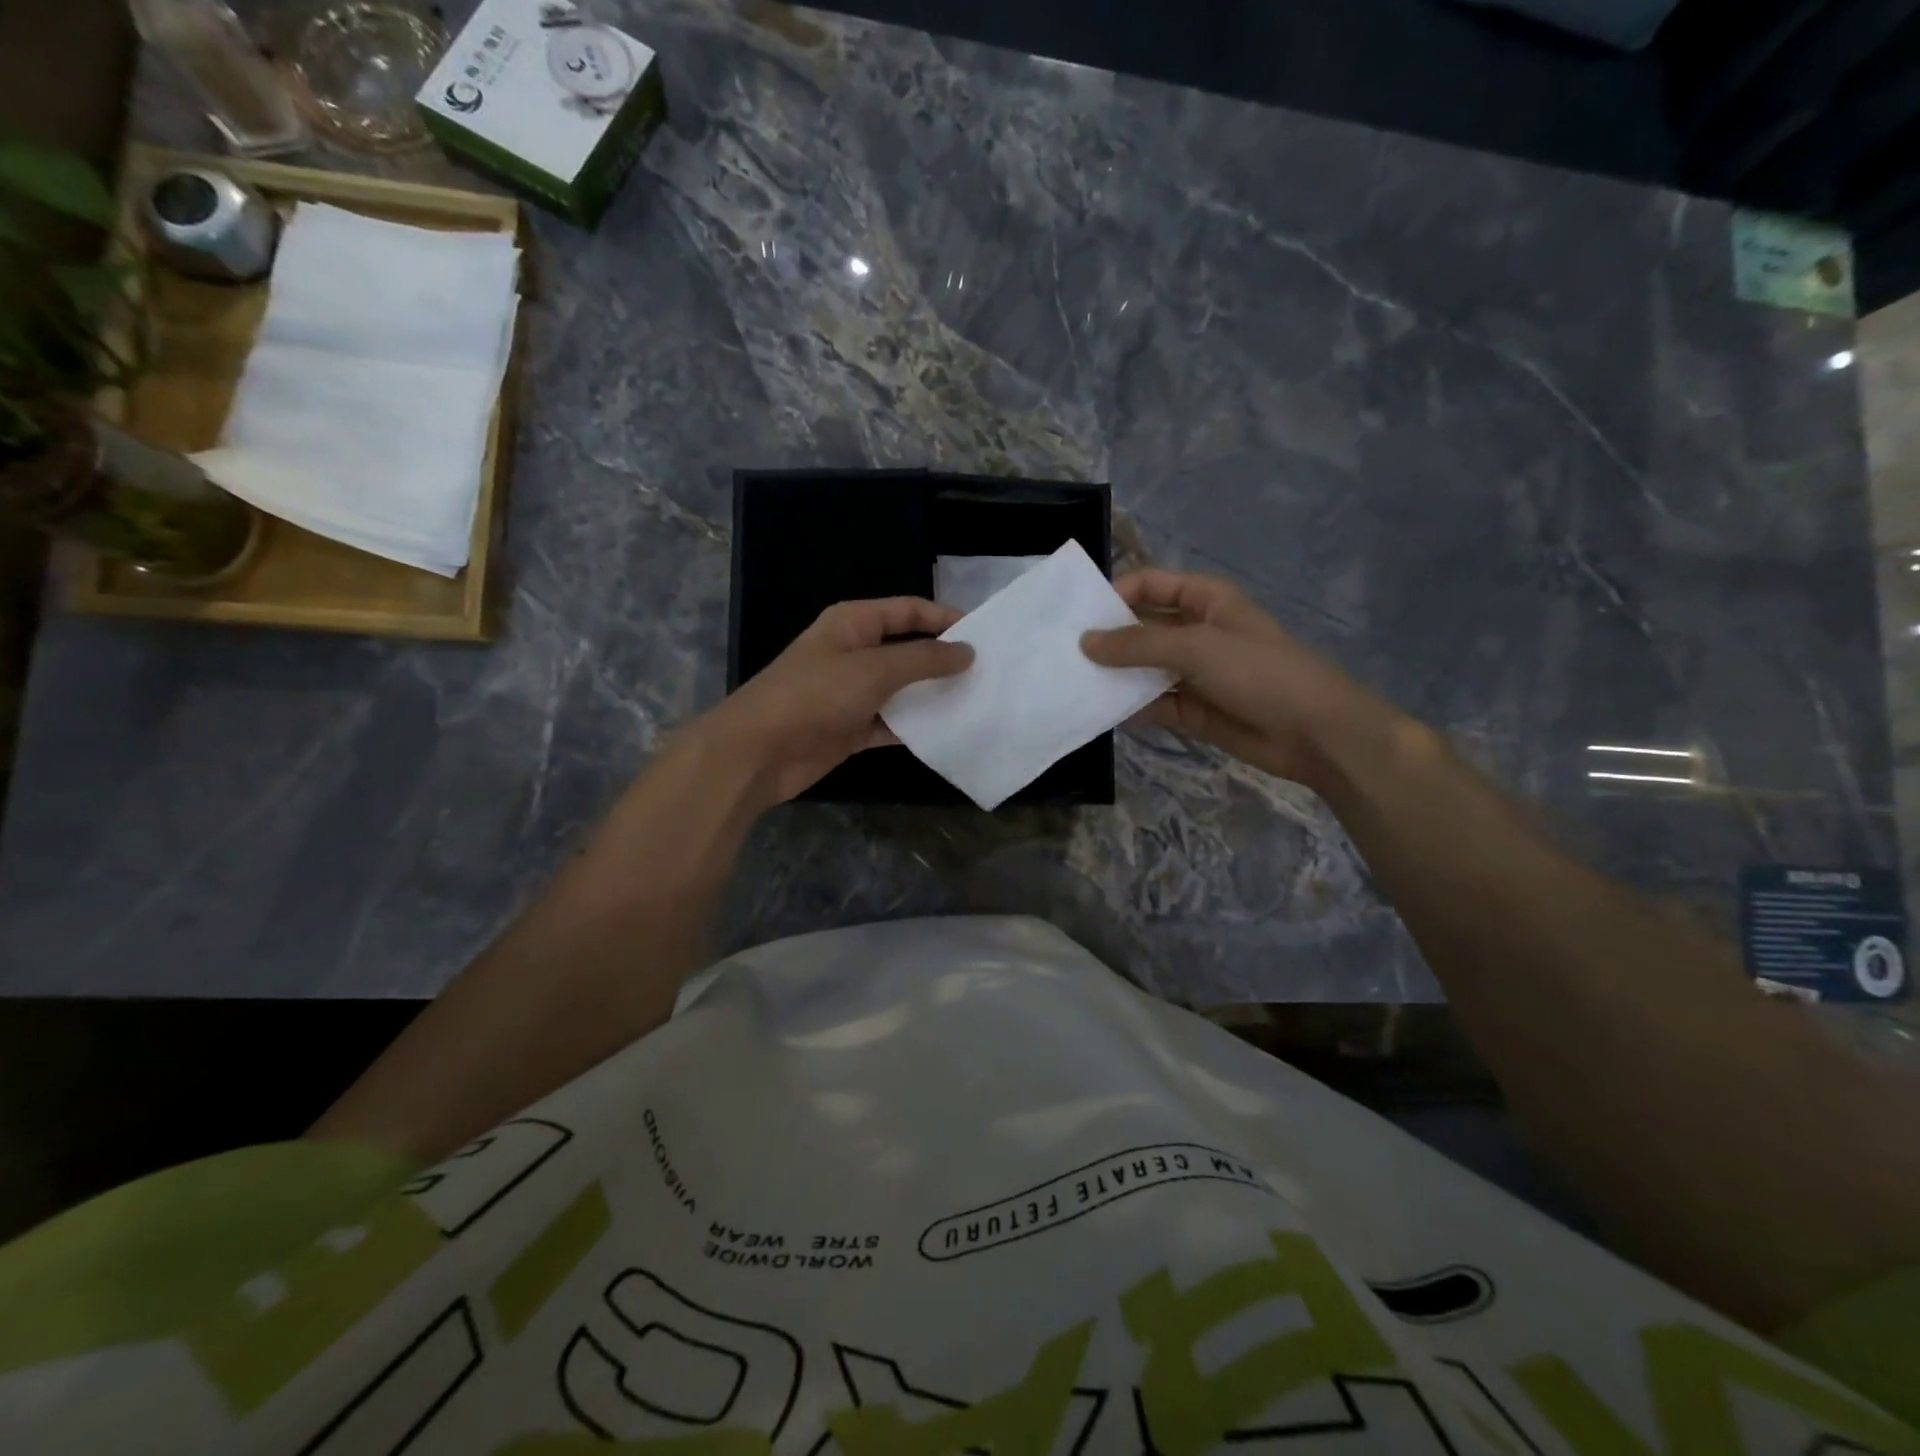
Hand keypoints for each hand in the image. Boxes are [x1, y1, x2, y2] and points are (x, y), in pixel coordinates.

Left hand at [695, 597, 972, 807]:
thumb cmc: (815, 696)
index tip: (983, 635)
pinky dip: (913, 728)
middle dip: (942, 660)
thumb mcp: (874, 669)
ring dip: (931, 697)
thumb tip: (966, 651)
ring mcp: (850, 693)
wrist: (758, 752)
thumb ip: (923, 659)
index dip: (944, 618)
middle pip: (907, 650)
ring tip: (976, 703)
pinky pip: (890, 723)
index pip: (908, 611)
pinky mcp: (850, 728)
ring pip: (901, 689)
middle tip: (987, 673)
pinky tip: (946, 734)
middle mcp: (853, 652)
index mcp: (853, 623)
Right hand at [1081, 568, 1394, 789]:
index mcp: (1204, 600)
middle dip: (1106, 639)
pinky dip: (1128, 706)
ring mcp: (1192, 672)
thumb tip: (1085, 642)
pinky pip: (1151, 702)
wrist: (1314, 733)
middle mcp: (1194, 631)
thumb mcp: (1196, 647)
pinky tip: (1099, 711)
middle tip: (1062, 653)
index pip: (1148, 584)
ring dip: (1113, 675)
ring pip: (1142, 668)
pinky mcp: (1190, 709)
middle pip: (1140, 627)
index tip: (1078, 618)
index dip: (1114, 595)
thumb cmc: (1259, 672)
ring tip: (1070, 683)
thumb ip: (1137, 644)